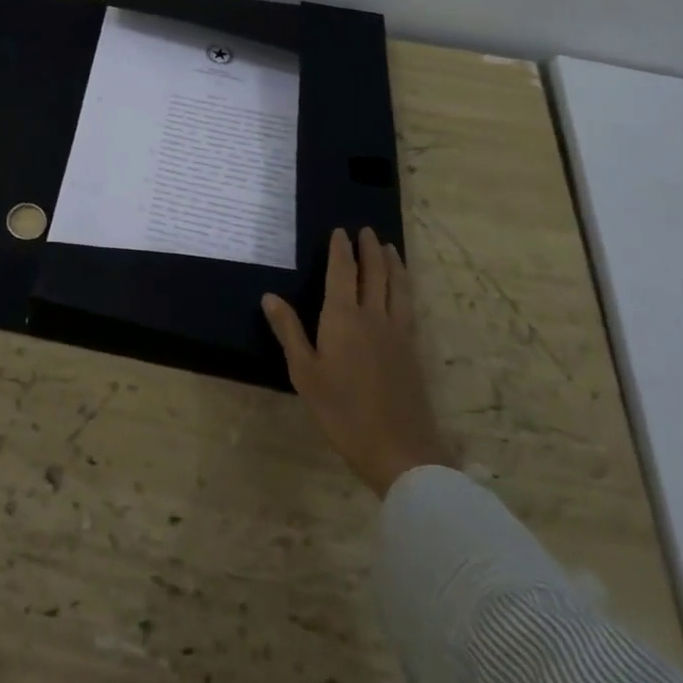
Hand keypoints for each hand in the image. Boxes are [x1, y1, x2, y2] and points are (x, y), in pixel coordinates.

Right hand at [262, 228, 452, 497]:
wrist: (400, 451)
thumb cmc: (342, 412)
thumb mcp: (305, 373)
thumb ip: (289, 331)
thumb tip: (269, 296)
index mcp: (343, 318)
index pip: (343, 272)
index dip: (341, 250)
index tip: (340, 231)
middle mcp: (374, 317)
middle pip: (374, 274)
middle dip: (369, 249)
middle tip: (366, 231)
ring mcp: (398, 334)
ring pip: (397, 287)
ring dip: (393, 264)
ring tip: (390, 248)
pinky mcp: (413, 351)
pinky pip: (409, 306)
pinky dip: (405, 287)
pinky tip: (403, 291)